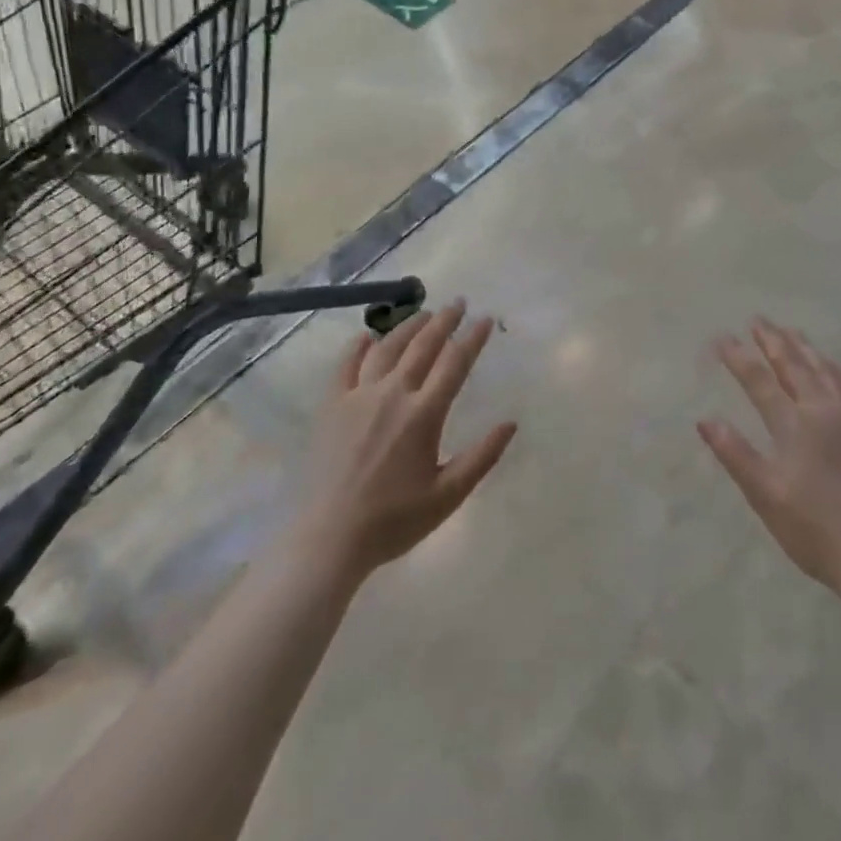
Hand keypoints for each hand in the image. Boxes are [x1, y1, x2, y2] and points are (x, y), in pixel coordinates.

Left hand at [294, 301, 515, 581]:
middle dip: (444, 320)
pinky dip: (358, 346)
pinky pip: (346, 365)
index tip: (486, 319)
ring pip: (387, 348)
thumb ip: (481, 457)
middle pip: (423, 345)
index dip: (473, 338)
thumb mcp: (448, 495)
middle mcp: (393, 394)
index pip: (455, 363)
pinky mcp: (332, 405)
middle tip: (458, 303)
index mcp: (423, 414)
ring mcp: (358, 396)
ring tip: (423, 313)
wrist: (330, 537)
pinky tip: (367, 336)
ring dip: (408, 326)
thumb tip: (511, 423)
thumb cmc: (394, 520)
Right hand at [700, 320, 840, 602]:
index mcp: (796, 425)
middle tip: (758, 320)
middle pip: (796, 365)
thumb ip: (736, 454)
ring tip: (792, 332)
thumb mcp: (766, 496)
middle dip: (774, 340)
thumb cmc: (816, 531)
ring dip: (806, 348)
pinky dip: (839, 371)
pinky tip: (837, 371)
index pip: (760, 380)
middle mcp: (827, 410)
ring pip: (828, 370)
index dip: (738, 357)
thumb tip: (705, 419)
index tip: (722, 338)